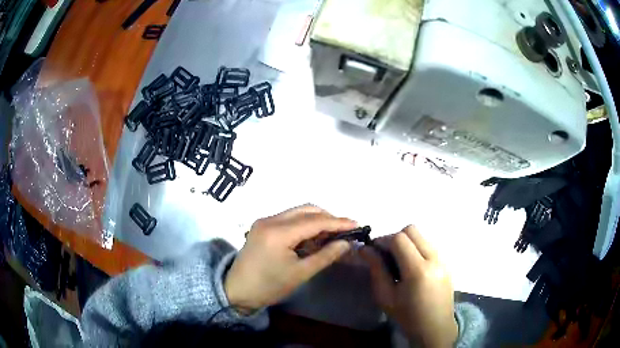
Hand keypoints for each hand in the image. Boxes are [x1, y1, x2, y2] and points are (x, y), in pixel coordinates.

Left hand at [225, 204, 355, 312]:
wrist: (237, 290)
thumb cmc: (269, 286)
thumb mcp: (300, 274)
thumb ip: (325, 256)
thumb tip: (346, 243)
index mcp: (278, 232)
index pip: (315, 221)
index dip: (338, 222)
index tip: (357, 224)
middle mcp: (270, 219)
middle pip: (306, 210)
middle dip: (328, 218)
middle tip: (344, 232)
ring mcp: (264, 221)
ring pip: (297, 212)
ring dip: (316, 220)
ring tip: (331, 236)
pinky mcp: (262, 225)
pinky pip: (288, 219)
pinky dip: (304, 224)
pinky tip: (312, 237)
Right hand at [361, 226, 457, 346]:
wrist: (435, 327)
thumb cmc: (407, 316)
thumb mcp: (386, 296)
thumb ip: (377, 269)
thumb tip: (365, 249)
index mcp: (418, 270)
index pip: (399, 238)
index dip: (383, 240)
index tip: (373, 251)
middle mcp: (434, 258)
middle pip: (412, 230)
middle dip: (395, 238)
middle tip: (386, 255)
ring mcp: (443, 259)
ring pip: (422, 236)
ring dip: (407, 242)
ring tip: (399, 262)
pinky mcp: (447, 261)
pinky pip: (429, 245)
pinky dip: (417, 248)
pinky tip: (412, 267)